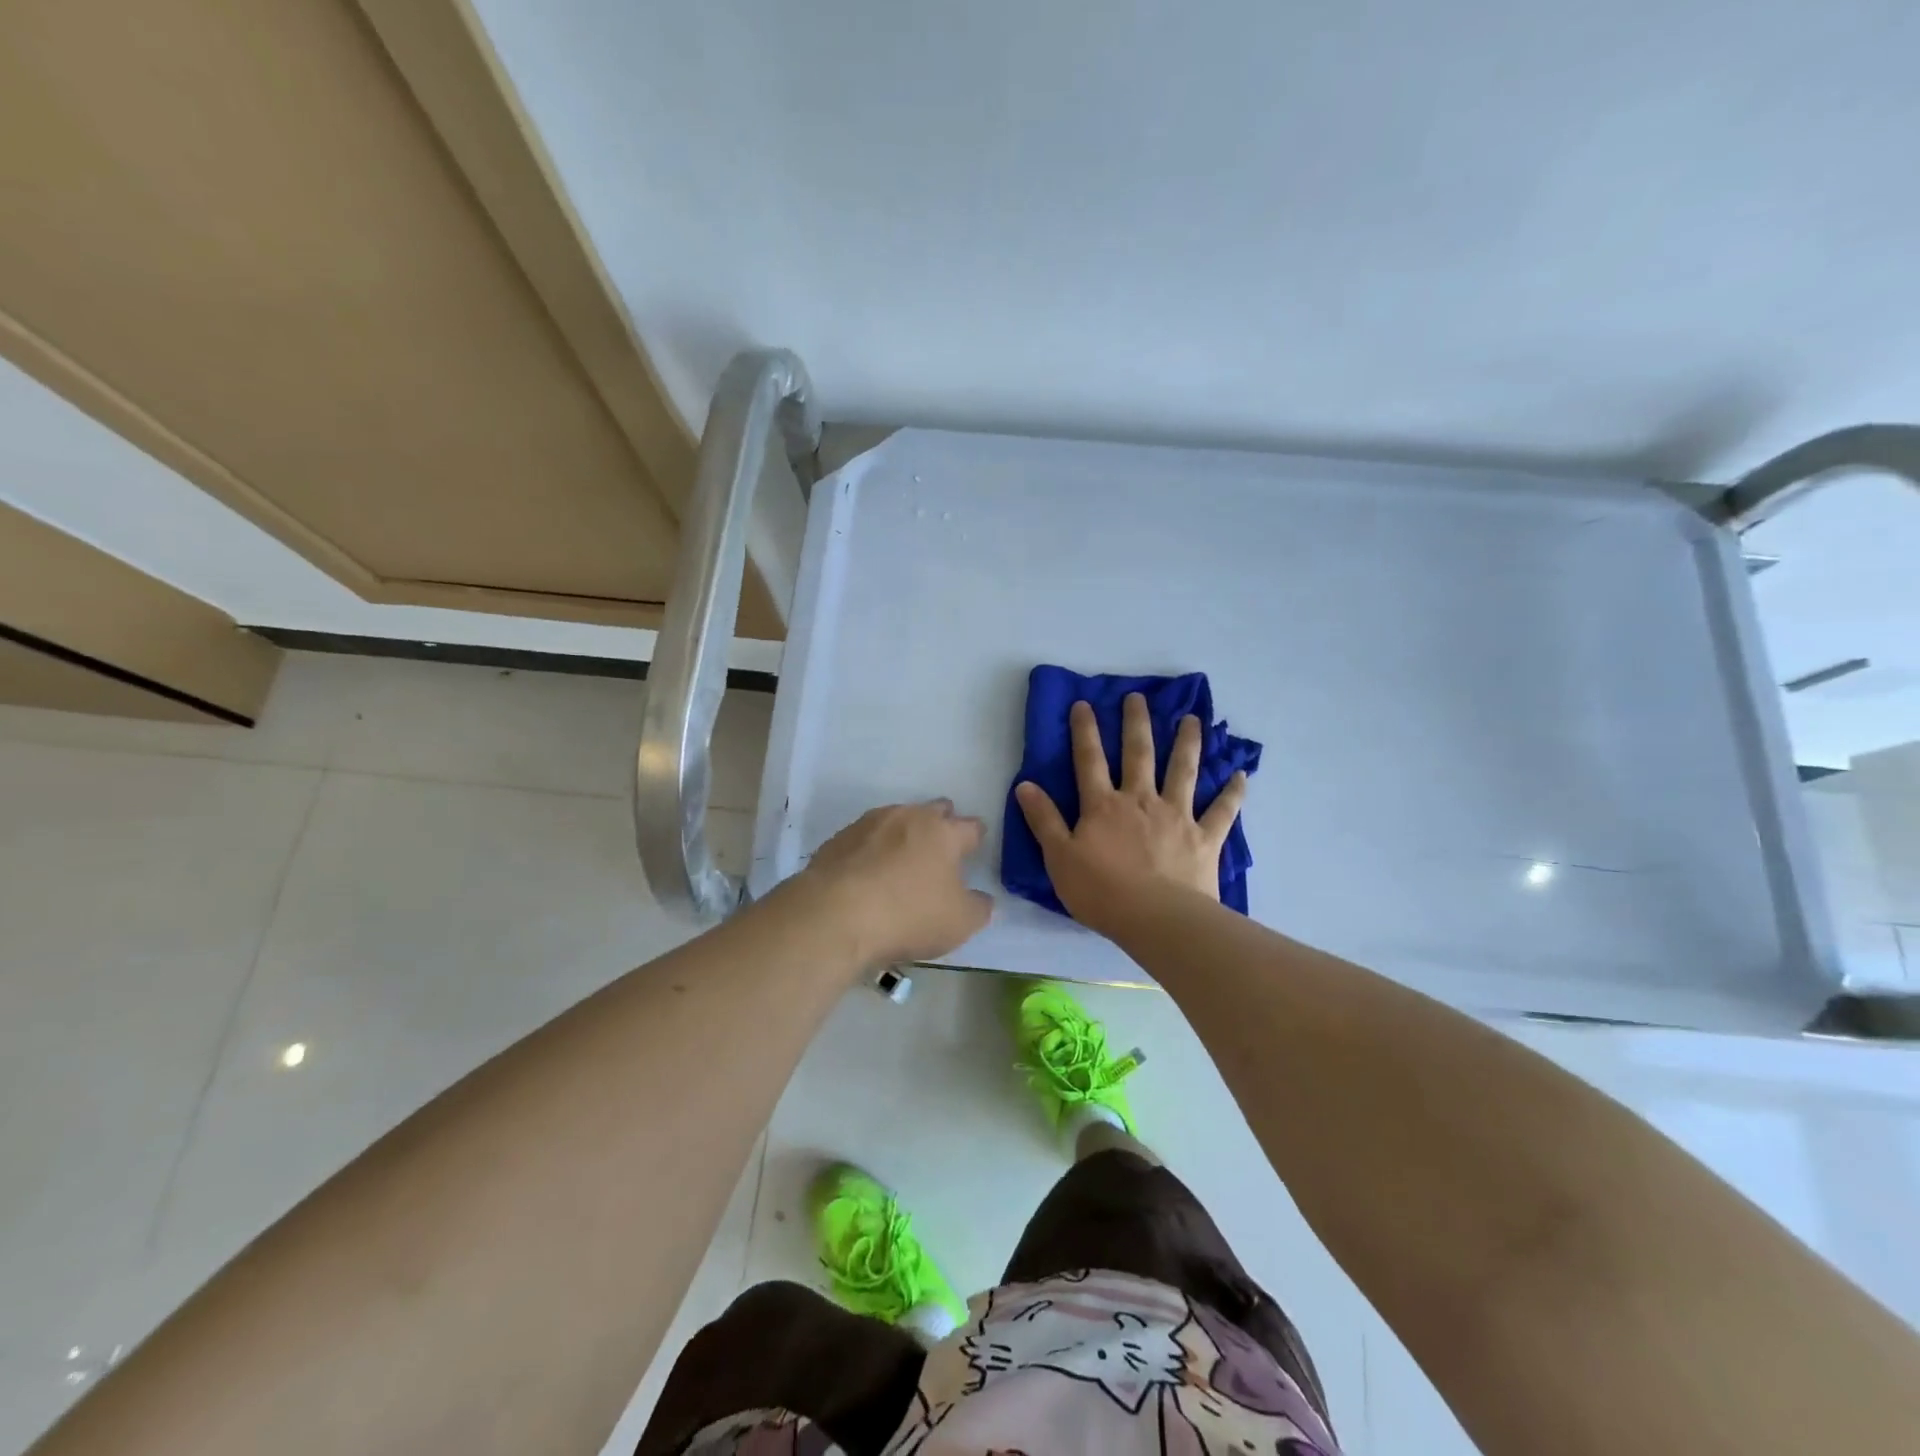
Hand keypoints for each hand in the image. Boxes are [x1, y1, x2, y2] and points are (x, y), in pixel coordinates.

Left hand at [799, 799, 993, 968]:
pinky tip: (868, 872)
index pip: (971, 826)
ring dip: (904, 835)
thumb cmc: (909, 915)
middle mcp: (908, 817)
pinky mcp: (839, 839)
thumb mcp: (959, 923)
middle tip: (941, 849)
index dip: (975, 838)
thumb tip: (982, 898)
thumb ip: (978, 908)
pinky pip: (865, 838)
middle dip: (941, 824)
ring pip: (897, 819)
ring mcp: (870, 824)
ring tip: (902, 861)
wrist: (835, 915)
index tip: (974, 849)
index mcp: (944, 832)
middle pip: (933, 811)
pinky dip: (872, 850)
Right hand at [1015, 694, 1247, 932]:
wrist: (1156, 919)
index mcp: (1103, 806)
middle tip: (1138, 697)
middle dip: (1136, 724)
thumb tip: (1025, 785)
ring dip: (1187, 743)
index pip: (1089, 760)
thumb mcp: (1059, 857)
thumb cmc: (1101, 892)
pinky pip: (1222, 811)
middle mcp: (1141, 800)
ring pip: (1183, 771)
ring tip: (1192, 719)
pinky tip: (1241, 775)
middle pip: (1138, 754)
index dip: (1085, 731)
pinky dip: (1233, 793)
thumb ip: (1044, 820)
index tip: (1084, 704)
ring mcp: (1177, 816)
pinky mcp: (1205, 838)